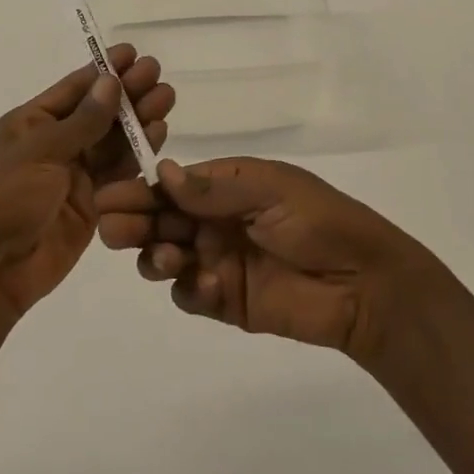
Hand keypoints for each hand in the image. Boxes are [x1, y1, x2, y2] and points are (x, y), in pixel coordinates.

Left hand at [0, 45, 173, 326]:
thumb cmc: (1, 200)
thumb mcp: (38, 153)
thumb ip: (81, 122)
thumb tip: (110, 82)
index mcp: (30, 124)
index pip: (73, 90)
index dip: (103, 71)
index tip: (133, 53)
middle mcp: (54, 145)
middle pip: (97, 113)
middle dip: (127, 93)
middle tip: (158, 74)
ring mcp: (73, 176)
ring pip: (112, 141)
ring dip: (138, 120)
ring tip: (166, 99)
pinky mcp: (91, 205)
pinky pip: (117, 173)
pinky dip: (138, 154)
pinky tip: (159, 134)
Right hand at [94, 156, 435, 364]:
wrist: (365, 282)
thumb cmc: (319, 221)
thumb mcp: (270, 189)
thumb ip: (214, 188)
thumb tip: (162, 172)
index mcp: (225, 187)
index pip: (170, 186)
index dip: (138, 190)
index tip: (109, 197)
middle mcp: (214, 222)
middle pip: (159, 220)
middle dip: (133, 222)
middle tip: (117, 229)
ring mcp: (217, 262)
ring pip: (164, 256)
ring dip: (154, 254)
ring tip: (165, 256)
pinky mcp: (226, 301)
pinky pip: (189, 295)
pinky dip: (188, 289)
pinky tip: (206, 285)